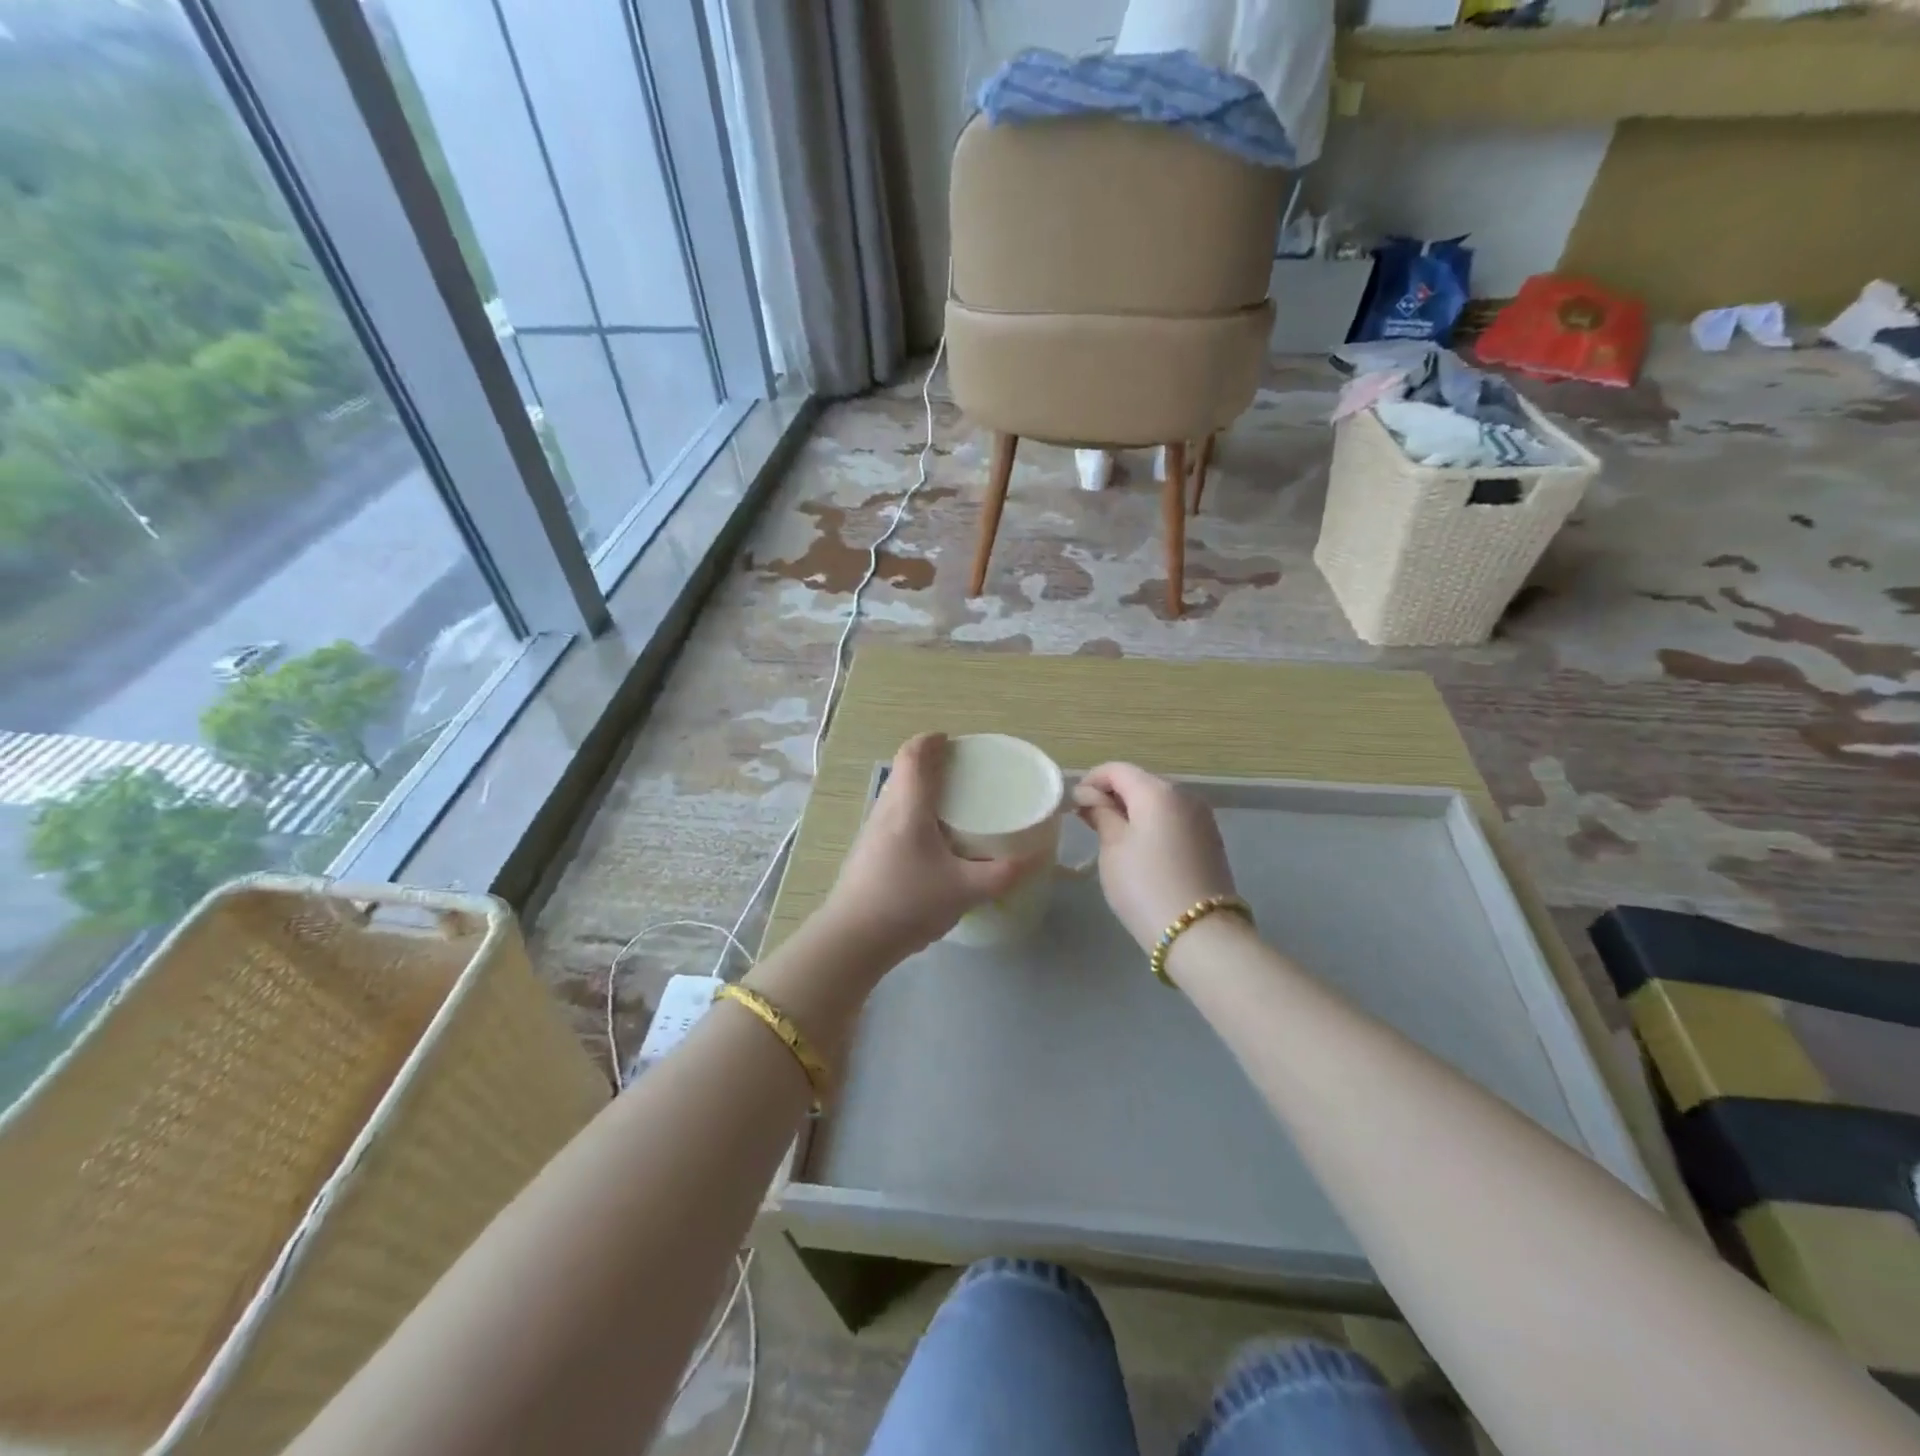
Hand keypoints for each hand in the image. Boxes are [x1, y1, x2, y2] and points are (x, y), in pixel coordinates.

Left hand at [819, 733, 1035, 964]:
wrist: (853, 939)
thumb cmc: (909, 903)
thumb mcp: (966, 890)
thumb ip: (1004, 874)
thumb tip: (1037, 856)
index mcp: (907, 808)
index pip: (913, 755)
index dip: (930, 741)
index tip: (953, 740)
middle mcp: (885, 811)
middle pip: (904, 772)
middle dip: (930, 764)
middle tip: (962, 772)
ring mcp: (871, 833)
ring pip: (896, 796)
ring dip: (919, 789)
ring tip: (951, 802)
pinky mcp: (866, 853)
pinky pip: (892, 817)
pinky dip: (912, 812)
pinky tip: (932, 839)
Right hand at [1073, 763, 1237, 951]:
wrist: (1199, 933)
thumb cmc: (1145, 885)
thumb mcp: (1113, 847)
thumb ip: (1100, 814)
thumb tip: (1089, 796)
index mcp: (1158, 791)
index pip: (1117, 770)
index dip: (1091, 781)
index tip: (1073, 805)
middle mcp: (1185, 795)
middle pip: (1140, 783)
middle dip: (1113, 796)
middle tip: (1088, 822)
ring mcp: (1202, 818)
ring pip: (1158, 802)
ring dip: (1133, 811)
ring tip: (1111, 837)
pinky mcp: (1210, 841)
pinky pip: (1173, 820)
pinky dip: (1153, 825)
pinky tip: (1140, 850)